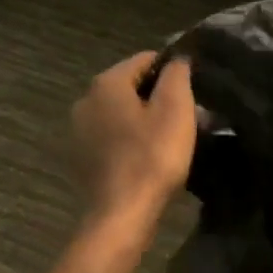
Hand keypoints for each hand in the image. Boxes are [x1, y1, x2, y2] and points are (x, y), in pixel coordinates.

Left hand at [71, 52, 196, 222]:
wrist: (121, 215)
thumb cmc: (152, 156)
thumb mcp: (175, 108)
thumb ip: (177, 74)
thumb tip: (177, 58)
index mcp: (107, 82)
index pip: (146, 59)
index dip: (173, 70)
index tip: (193, 91)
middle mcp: (86, 99)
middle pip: (132, 85)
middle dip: (160, 95)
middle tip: (189, 116)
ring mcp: (79, 129)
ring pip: (122, 111)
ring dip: (146, 118)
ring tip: (172, 137)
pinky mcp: (80, 155)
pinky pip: (112, 134)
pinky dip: (130, 138)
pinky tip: (149, 155)